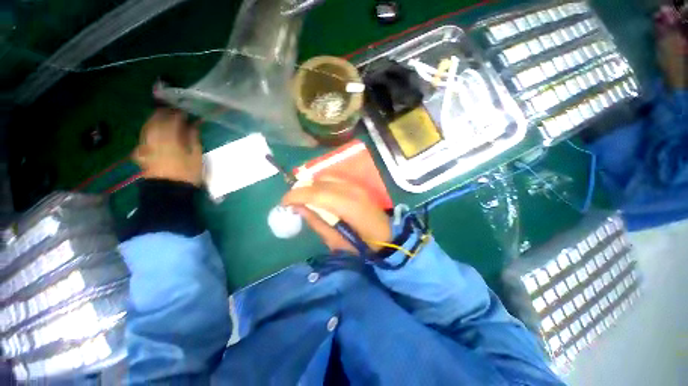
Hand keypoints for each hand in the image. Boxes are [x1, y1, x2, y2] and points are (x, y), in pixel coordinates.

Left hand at [133, 108, 202, 185]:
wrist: (169, 190)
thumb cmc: (187, 173)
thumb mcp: (196, 157)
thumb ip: (193, 140)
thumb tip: (193, 126)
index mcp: (170, 139)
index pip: (173, 121)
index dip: (178, 115)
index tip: (184, 113)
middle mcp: (155, 139)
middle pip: (157, 121)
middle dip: (163, 114)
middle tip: (170, 111)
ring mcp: (146, 146)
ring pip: (147, 128)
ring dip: (153, 120)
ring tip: (160, 118)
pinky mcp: (141, 153)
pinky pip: (143, 137)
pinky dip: (148, 132)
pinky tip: (151, 133)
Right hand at [282, 177, 390, 253]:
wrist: (386, 235)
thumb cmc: (362, 244)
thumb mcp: (336, 241)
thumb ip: (316, 222)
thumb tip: (298, 209)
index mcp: (347, 205)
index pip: (315, 194)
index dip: (296, 196)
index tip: (284, 203)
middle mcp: (351, 189)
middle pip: (318, 183)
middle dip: (301, 190)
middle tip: (292, 202)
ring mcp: (355, 185)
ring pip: (325, 177)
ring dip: (311, 186)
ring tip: (305, 198)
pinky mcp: (357, 185)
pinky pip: (334, 178)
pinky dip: (322, 183)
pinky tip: (319, 193)